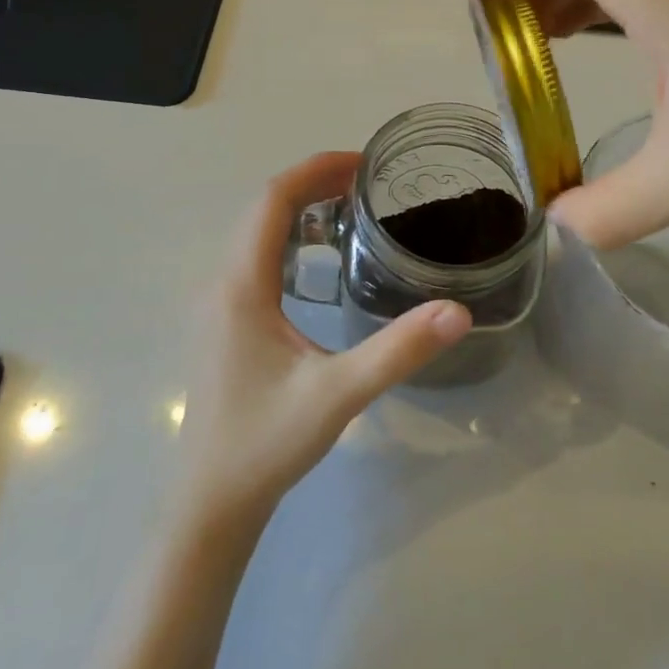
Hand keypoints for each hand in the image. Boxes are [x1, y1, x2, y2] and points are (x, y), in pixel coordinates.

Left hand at [176, 152, 472, 529]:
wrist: (210, 504)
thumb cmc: (265, 444)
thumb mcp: (338, 394)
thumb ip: (398, 350)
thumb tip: (458, 310)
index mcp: (241, 284)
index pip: (272, 200)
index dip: (316, 170)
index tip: (363, 164)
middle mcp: (222, 282)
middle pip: (263, 209)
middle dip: (313, 184)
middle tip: (368, 184)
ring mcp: (218, 304)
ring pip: (255, 234)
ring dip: (299, 211)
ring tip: (351, 211)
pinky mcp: (223, 324)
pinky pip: (254, 260)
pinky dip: (289, 241)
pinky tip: (321, 265)